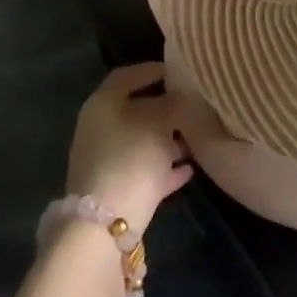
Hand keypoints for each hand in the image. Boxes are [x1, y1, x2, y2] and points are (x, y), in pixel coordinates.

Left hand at [65, 62, 195, 232]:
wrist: (105, 225)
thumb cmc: (131, 158)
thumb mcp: (159, 122)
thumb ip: (172, 104)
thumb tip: (181, 95)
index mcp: (103, 103)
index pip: (127, 76)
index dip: (152, 70)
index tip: (178, 72)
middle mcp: (100, 127)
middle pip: (135, 110)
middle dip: (165, 108)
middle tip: (193, 106)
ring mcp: (106, 160)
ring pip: (141, 141)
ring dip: (168, 140)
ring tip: (197, 138)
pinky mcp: (115, 190)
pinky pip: (144, 170)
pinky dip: (164, 167)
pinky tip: (190, 169)